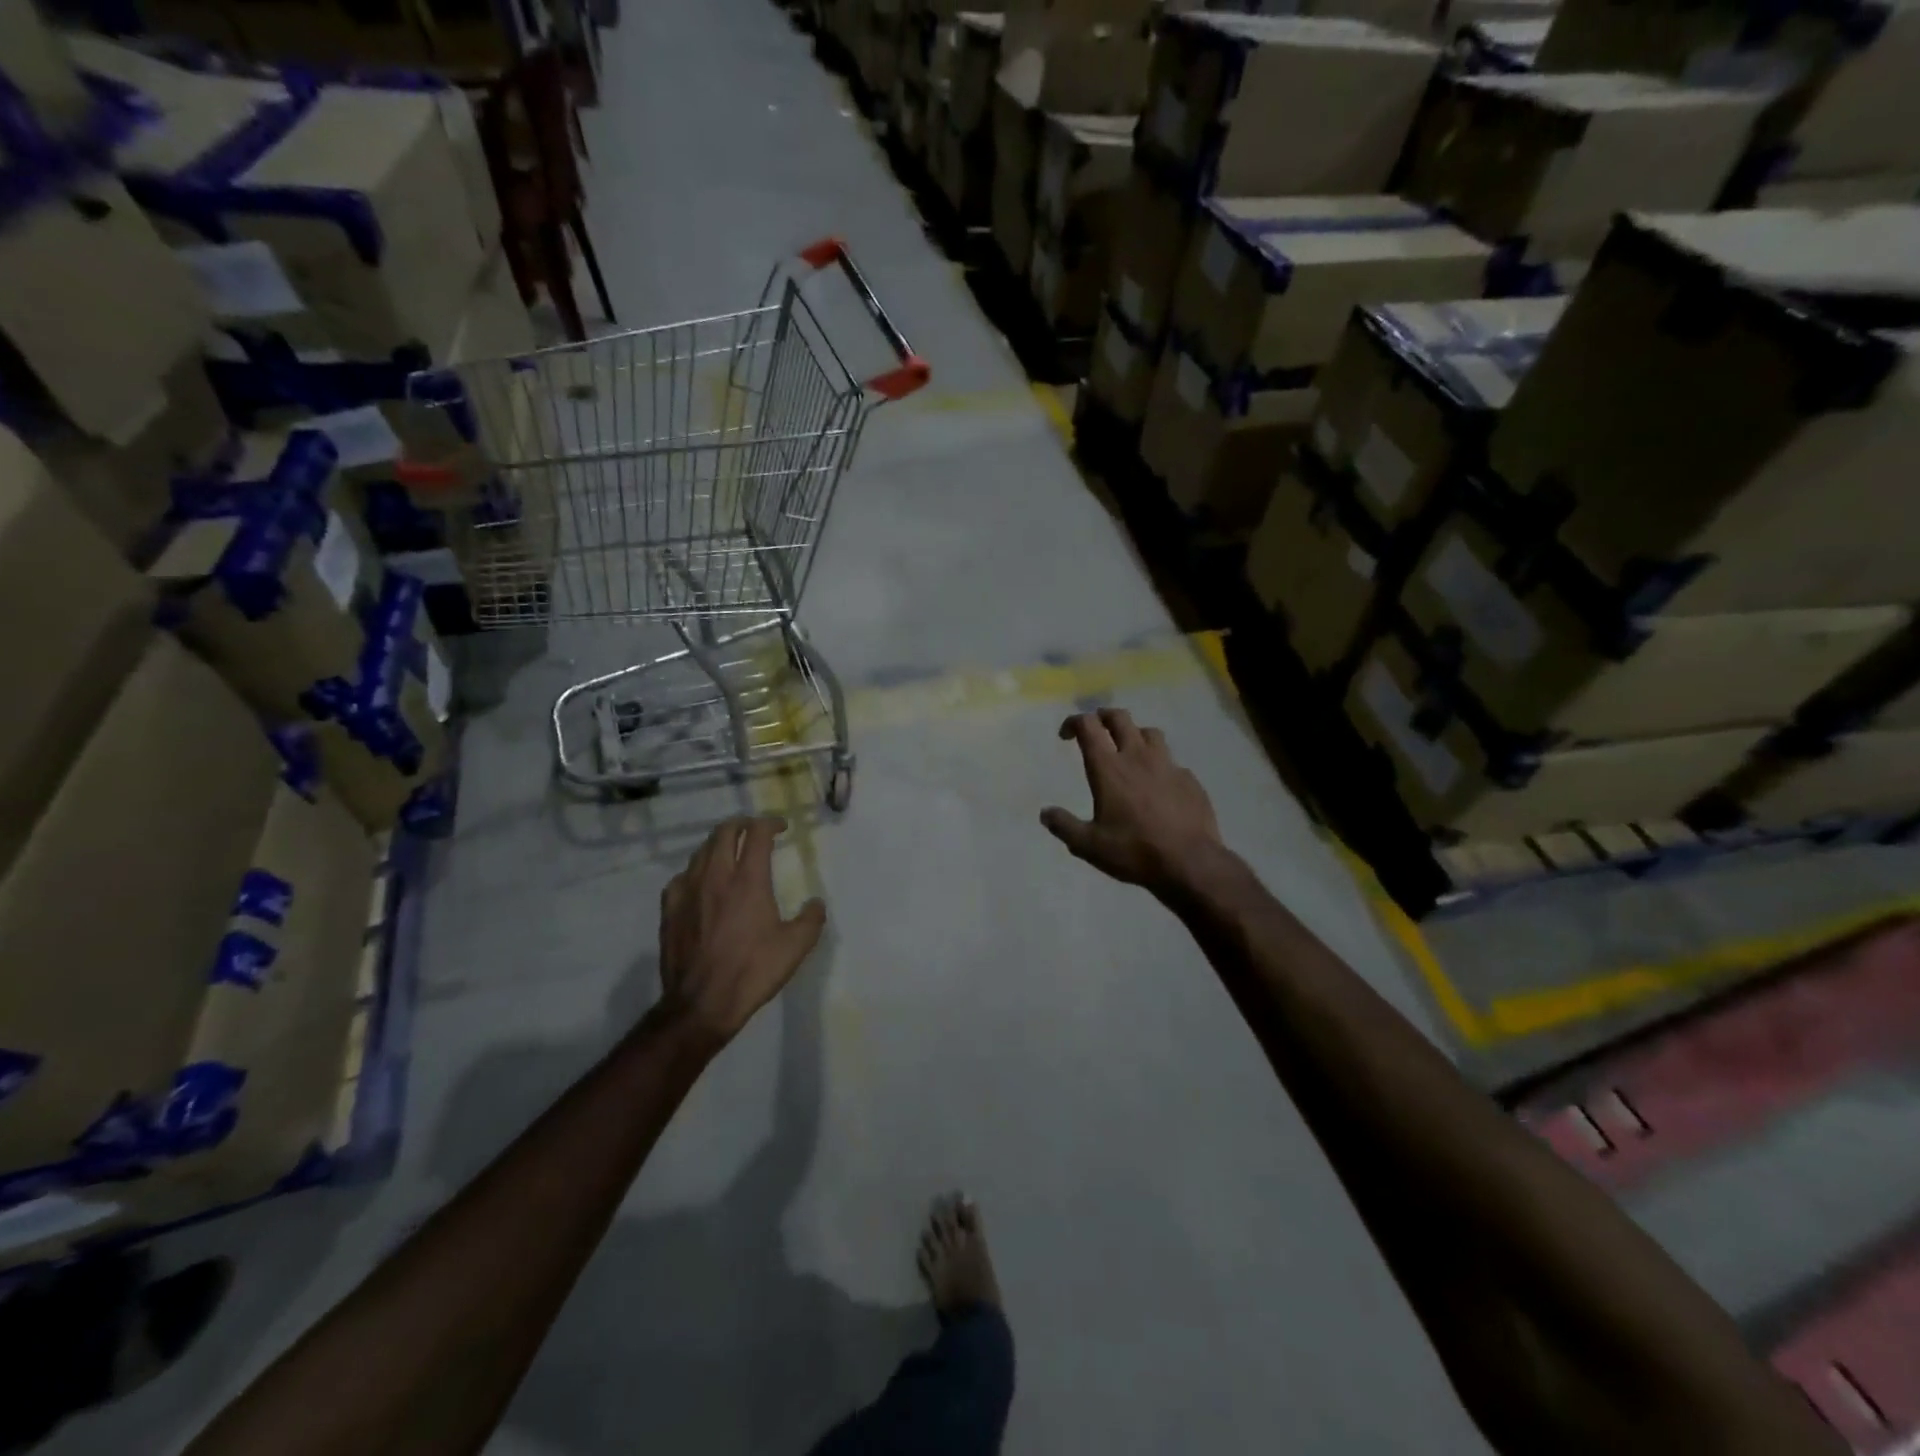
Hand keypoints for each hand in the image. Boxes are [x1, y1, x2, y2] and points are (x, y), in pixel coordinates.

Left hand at [657, 817, 825, 1042]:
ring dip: (718, 844)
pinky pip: (681, 877)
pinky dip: (695, 871)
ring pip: (701, 851)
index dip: (770, 823)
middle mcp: (716, 877)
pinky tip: (700, 882)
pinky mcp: (670, 910)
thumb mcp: (795, 947)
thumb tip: (816, 903)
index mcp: (748, 880)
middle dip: (742, 824)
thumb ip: (811, 919)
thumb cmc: (752, 971)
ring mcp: (688, 891)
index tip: (781, 827)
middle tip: (754, 830)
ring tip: (730, 851)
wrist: (702, 1003)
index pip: (757, 834)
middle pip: (724, 833)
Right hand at [1041, 710, 1223, 895]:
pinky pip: (1171, 761)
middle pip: (1120, 718)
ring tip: (1128, 749)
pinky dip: (1159, 764)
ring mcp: (1168, 765)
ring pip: (1150, 733)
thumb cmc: (1133, 851)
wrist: (1190, 863)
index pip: (1089, 726)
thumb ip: (1064, 826)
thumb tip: (1045, 813)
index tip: (1066, 735)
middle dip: (1103, 716)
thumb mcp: (1088, 845)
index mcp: (1109, 768)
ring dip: (1134, 734)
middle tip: (1096, 728)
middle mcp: (1138, 757)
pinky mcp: (1189, 779)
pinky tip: (1158, 784)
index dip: (1074, 722)